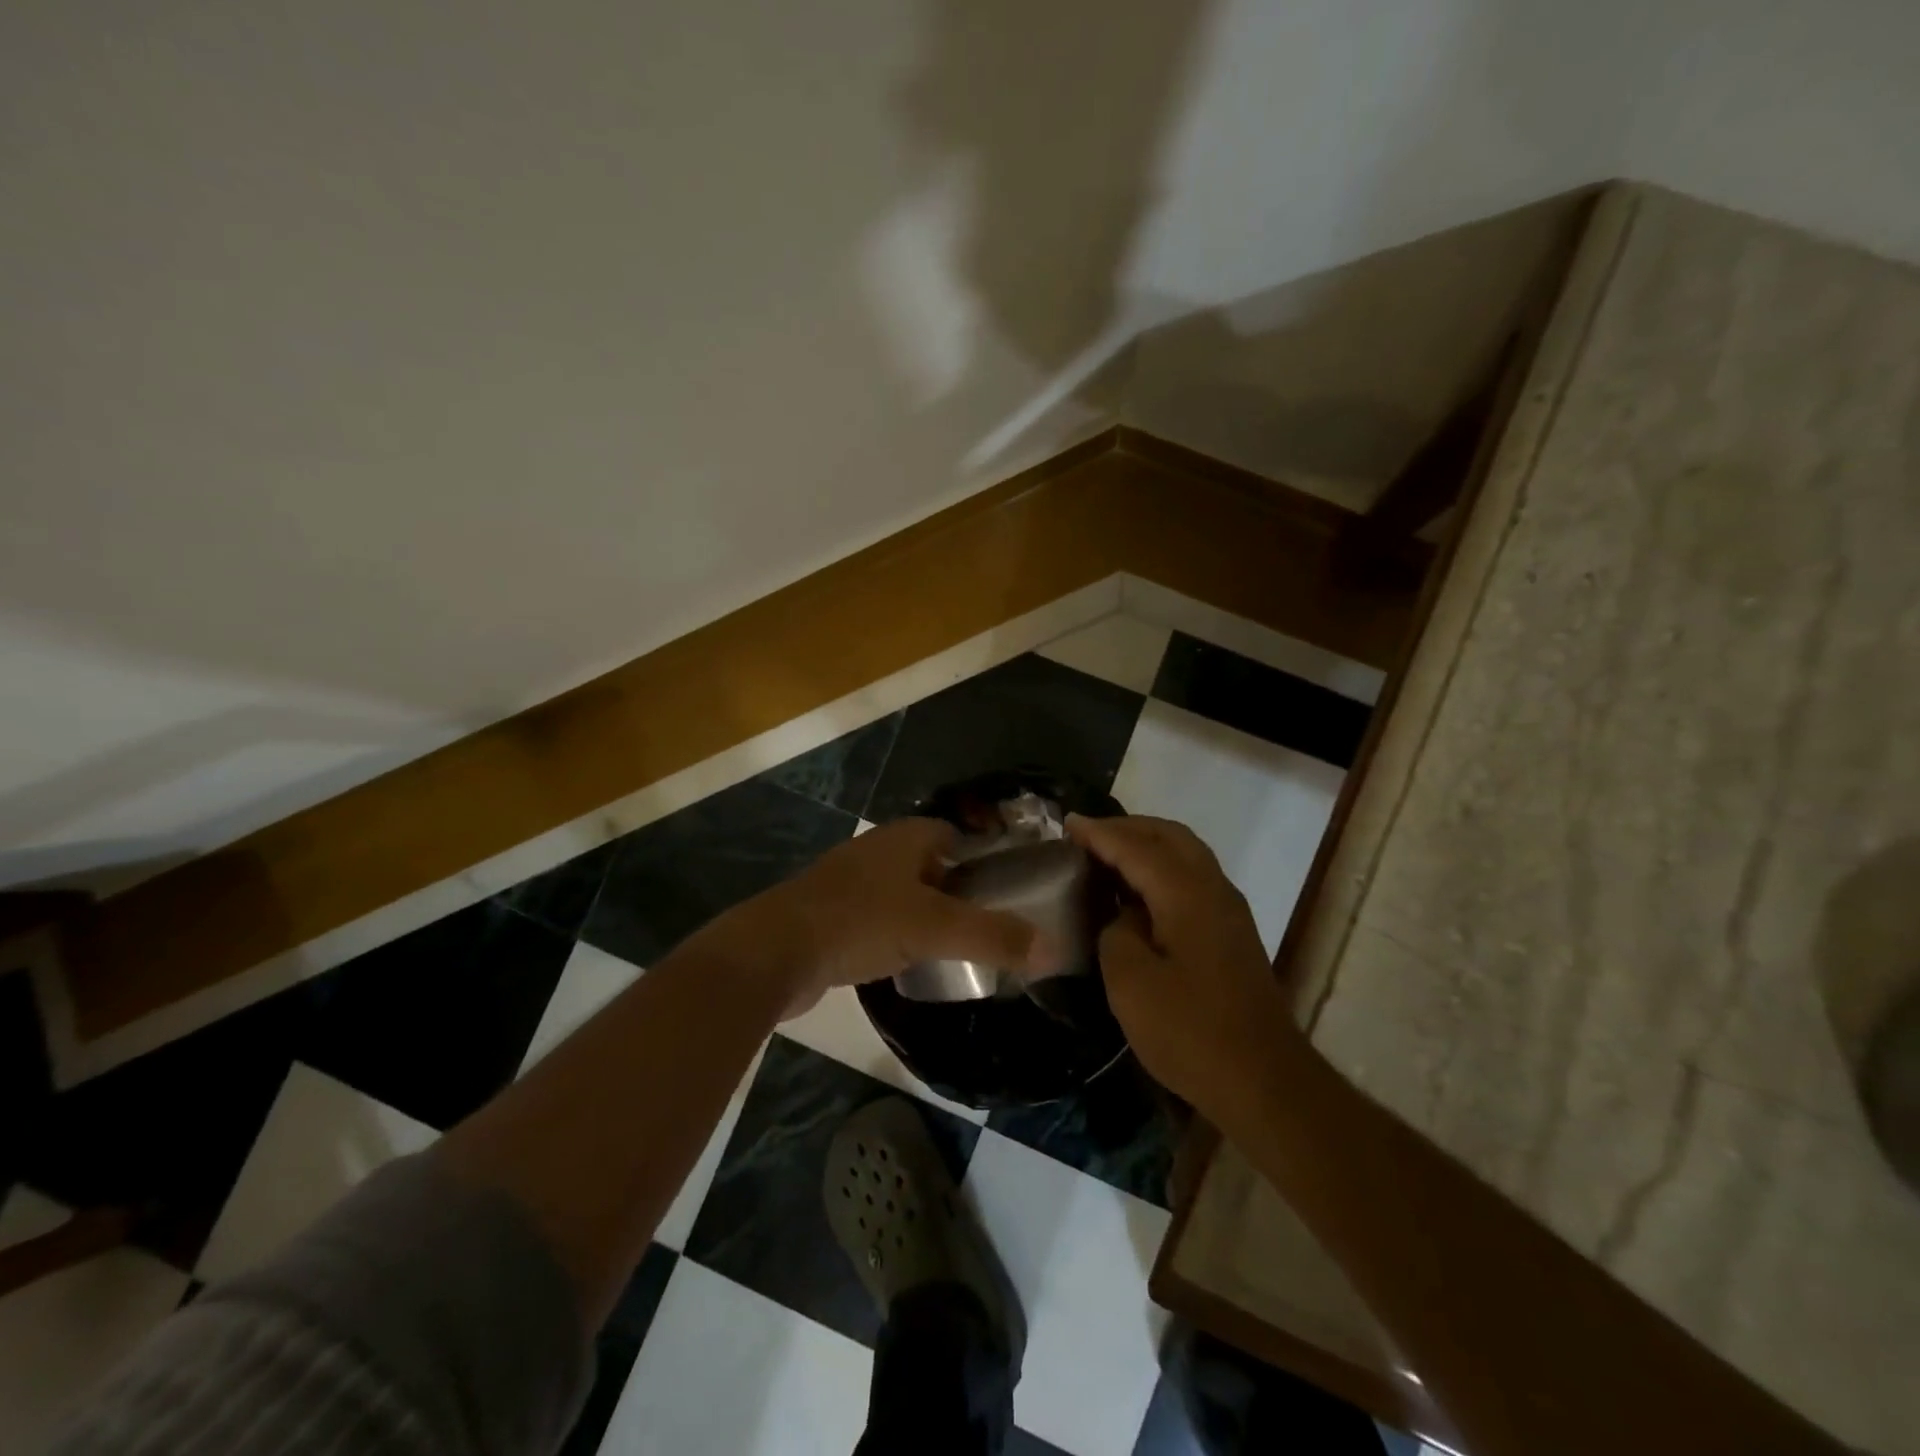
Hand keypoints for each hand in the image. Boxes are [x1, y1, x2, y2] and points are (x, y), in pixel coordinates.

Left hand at [686, 817, 1061, 1017]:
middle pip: (933, 865)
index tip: (1012, 888)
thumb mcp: (935, 928)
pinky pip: (881, 920)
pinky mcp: (833, 917)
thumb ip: (994, 936)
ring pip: (906, 894)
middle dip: (961, 890)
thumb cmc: (859, 922)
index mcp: (904, 838)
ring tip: (962, 948)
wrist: (774, 952)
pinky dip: (901, 935)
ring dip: (930, 915)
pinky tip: (914, 963)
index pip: (956, 834)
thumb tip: (1053, 949)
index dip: (985, 857)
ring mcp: (851, 884)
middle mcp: (878, 852)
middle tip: (994, 924)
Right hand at [1067, 814, 1297, 1119]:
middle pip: (1169, 836)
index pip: (1136, 847)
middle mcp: (1213, 888)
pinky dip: (1162, 867)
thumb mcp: (1131, 982)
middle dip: (1127, 828)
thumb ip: (1116, 932)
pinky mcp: (1232, 932)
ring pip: (1186, 853)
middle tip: (1087, 836)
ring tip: (1109, 855)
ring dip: (1147, 845)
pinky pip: (1193, 876)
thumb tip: (1124, 917)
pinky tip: (1139, 891)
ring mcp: (1228, 909)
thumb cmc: (1191, 1031)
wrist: (1264, 1081)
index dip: (1099, 834)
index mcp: (1186, 893)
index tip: (1066, 824)